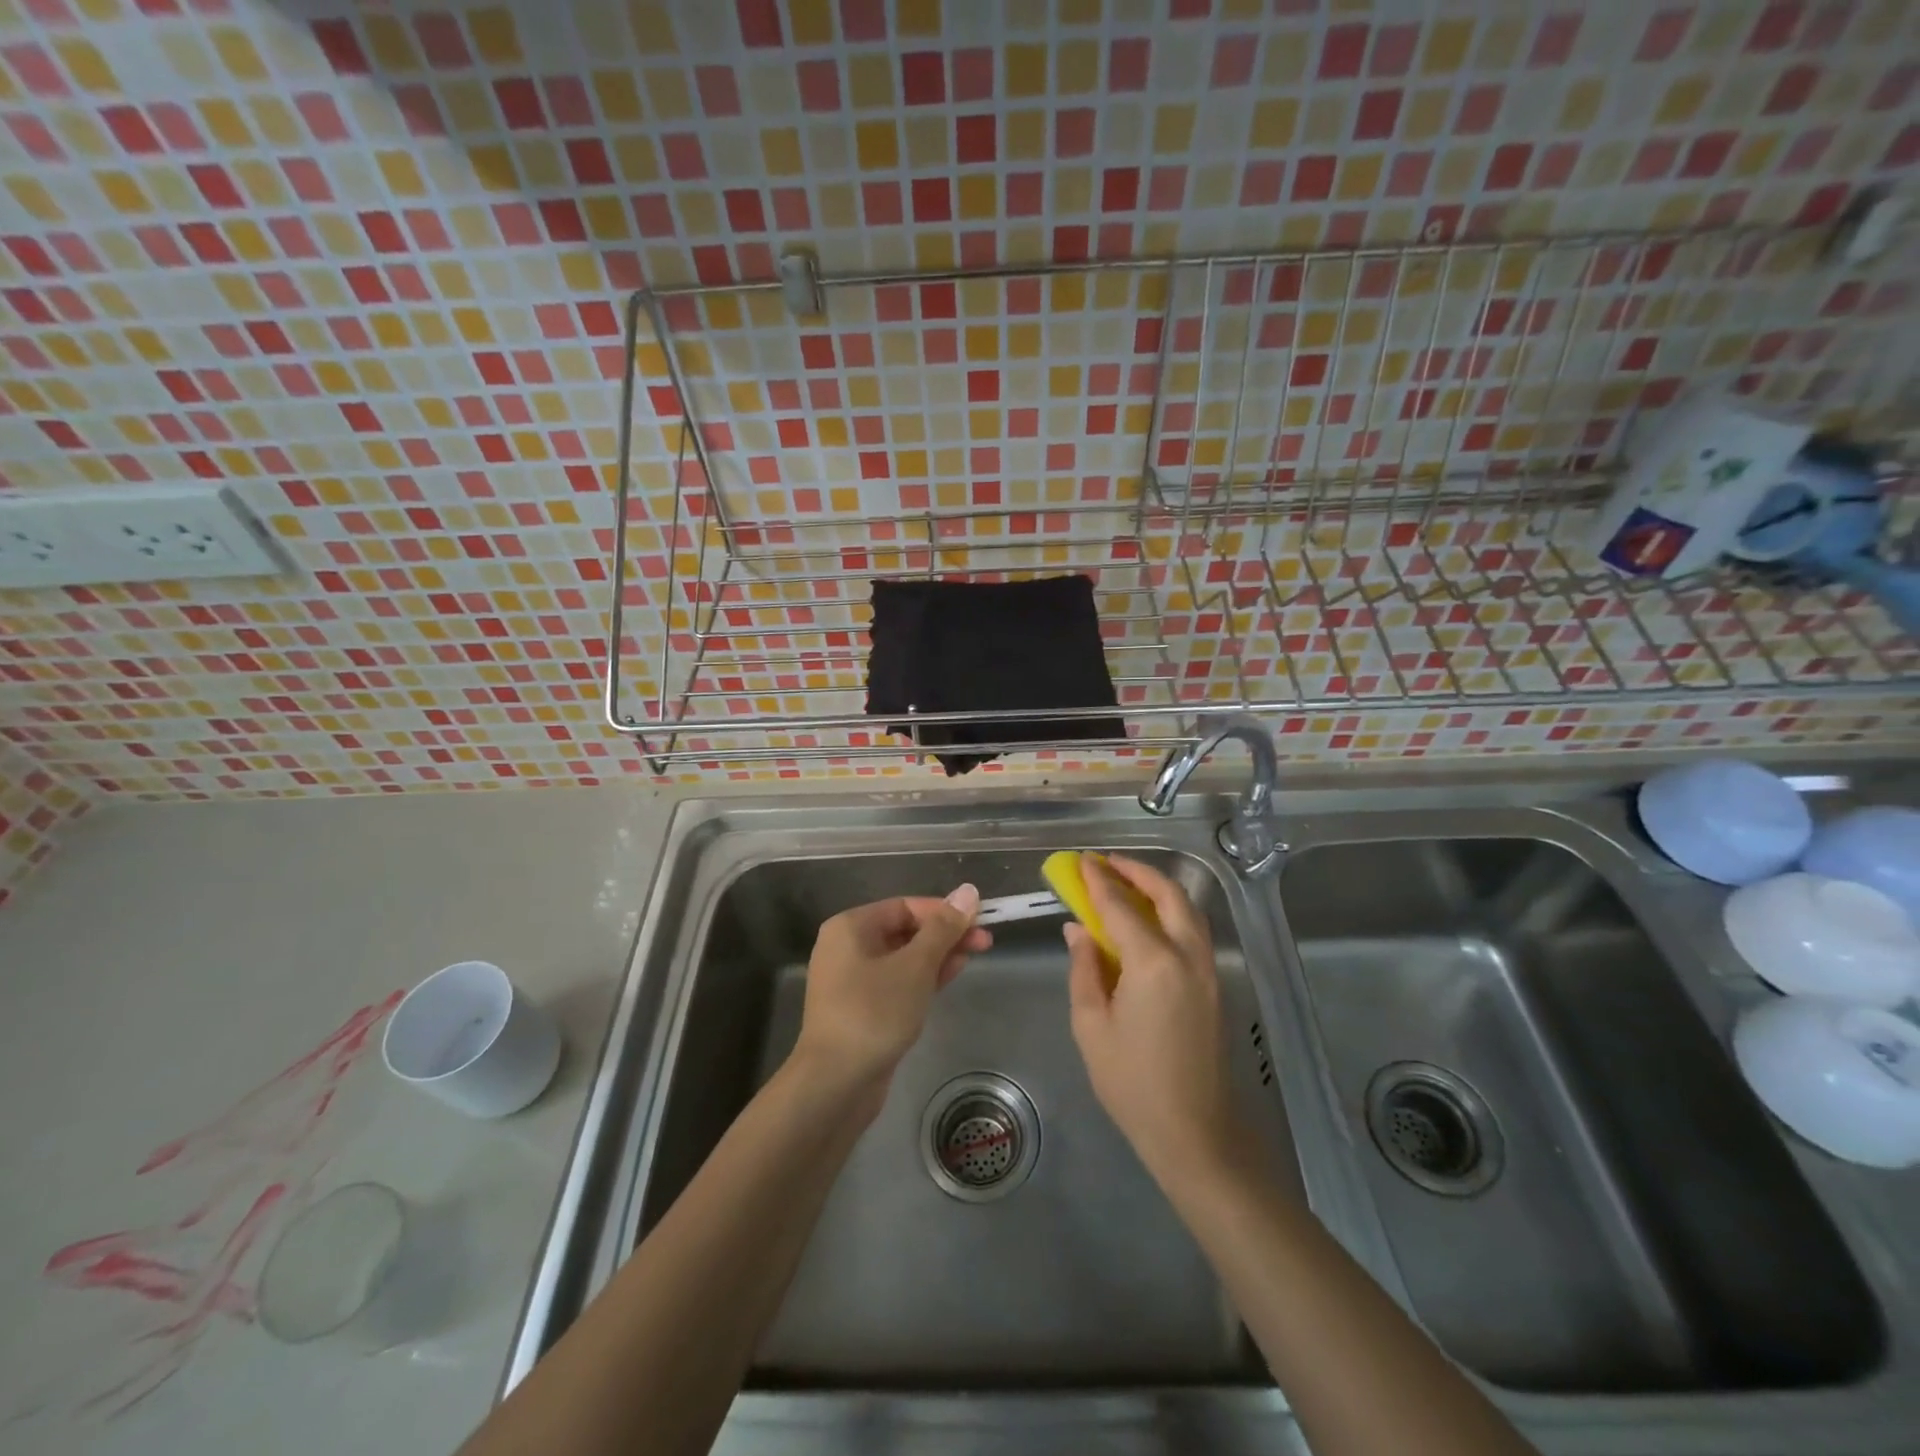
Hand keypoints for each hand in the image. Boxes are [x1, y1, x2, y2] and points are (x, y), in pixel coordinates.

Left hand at [793, 885, 988, 1111]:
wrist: (835, 1083)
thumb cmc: (874, 1013)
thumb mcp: (915, 966)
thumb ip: (943, 928)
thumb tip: (968, 891)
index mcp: (851, 927)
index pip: (905, 906)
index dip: (944, 911)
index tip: (979, 921)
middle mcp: (847, 947)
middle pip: (904, 930)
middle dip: (945, 934)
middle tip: (984, 942)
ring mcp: (851, 980)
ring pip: (903, 957)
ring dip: (937, 955)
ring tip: (973, 957)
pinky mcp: (861, 1008)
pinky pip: (896, 981)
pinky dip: (922, 977)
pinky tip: (949, 977)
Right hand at [1065, 854, 1243, 1183]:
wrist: (1193, 1131)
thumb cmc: (1131, 1082)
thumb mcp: (1091, 1024)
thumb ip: (1084, 968)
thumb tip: (1079, 930)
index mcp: (1153, 963)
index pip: (1121, 906)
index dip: (1098, 881)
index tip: (1081, 861)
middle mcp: (1187, 955)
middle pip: (1168, 894)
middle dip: (1137, 872)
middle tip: (1107, 864)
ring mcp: (1207, 969)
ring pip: (1187, 910)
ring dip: (1158, 889)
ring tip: (1126, 883)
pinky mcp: (1213, 985)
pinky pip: (1192, 931)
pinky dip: (1171, 912)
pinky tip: (1148, 921)